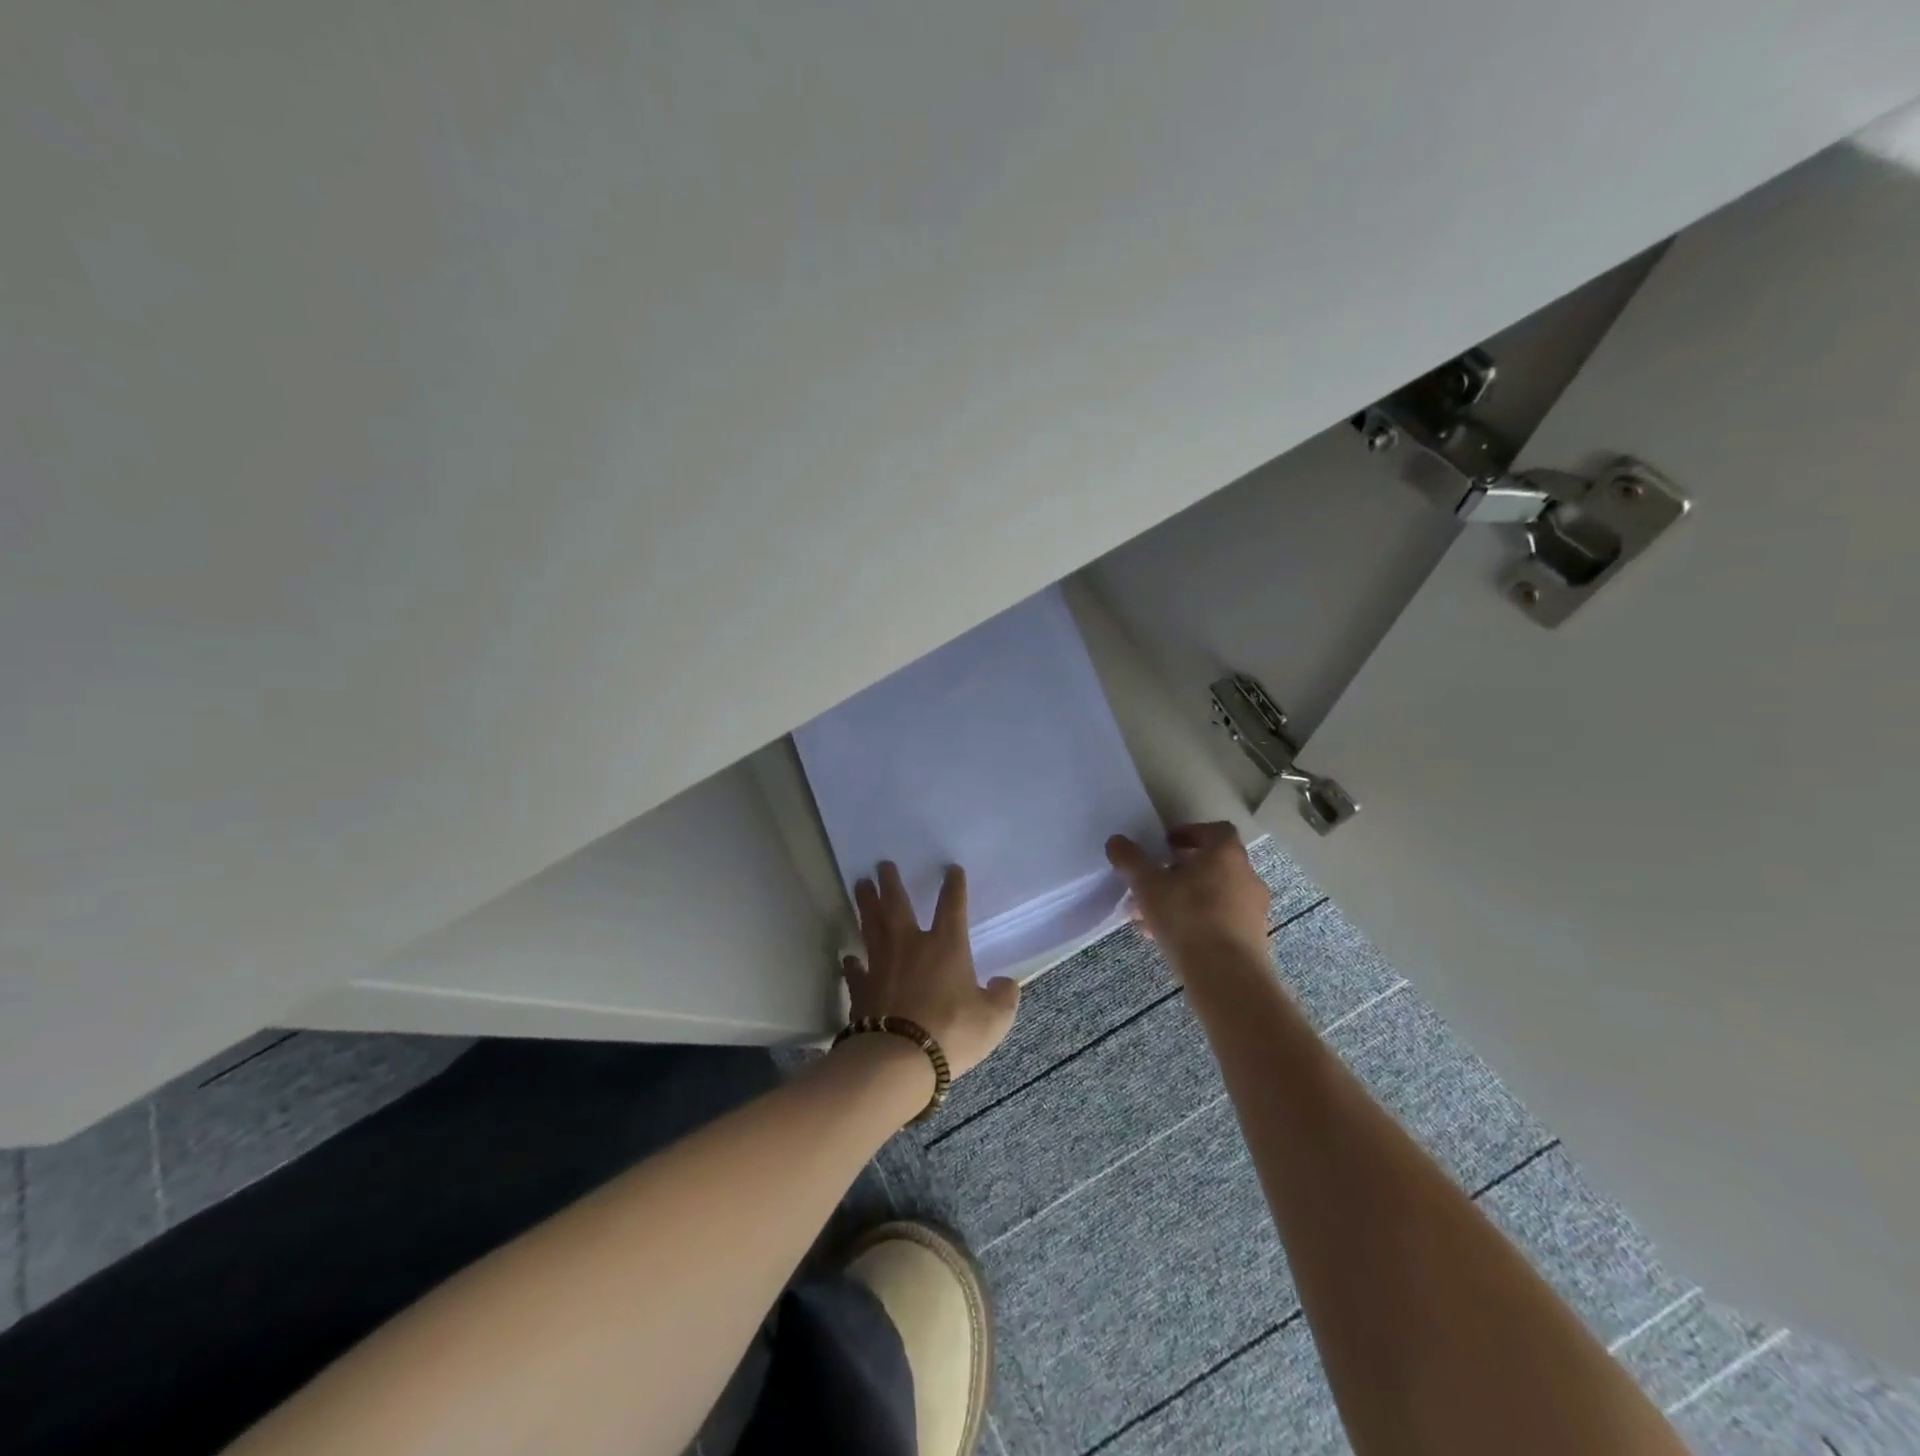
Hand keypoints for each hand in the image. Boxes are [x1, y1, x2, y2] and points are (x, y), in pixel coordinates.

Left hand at [841, 861, 1019, 1077]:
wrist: (898, 1059)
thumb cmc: (952, 1033)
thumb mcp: (993, 1019)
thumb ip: (1003, 997)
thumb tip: (1006, 983)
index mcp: (946, 947)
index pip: (952, 907)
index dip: (954, 887)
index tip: (951, 869)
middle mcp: (911, 946)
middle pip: (897, 906)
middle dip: (892, 883)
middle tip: (882, 865)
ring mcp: (881, 965)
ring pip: (871, 926)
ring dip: (866, 905)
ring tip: (861, 885)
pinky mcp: (861, 989)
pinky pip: (855, 970)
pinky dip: (852, 963)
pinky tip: (848, 958)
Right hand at [1105, 823, 1270, 966]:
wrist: (1227, 976)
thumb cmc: (1187, 917)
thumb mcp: (1148, 885)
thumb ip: (1131, 860)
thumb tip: (1116, 841)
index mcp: (1226, 854)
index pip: (1215, 831)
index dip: (1190, 834)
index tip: (1166, 846)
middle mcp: (1247, 877)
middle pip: (1213, 865)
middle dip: (1181, 872)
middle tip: (1155, 883)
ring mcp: (1254, 910)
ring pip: (1215, 896)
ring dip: (1186, 900)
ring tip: (1153, 917)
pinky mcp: (1253, 939)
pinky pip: (1222, 922)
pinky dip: (1199, 923)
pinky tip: (1170, 940)